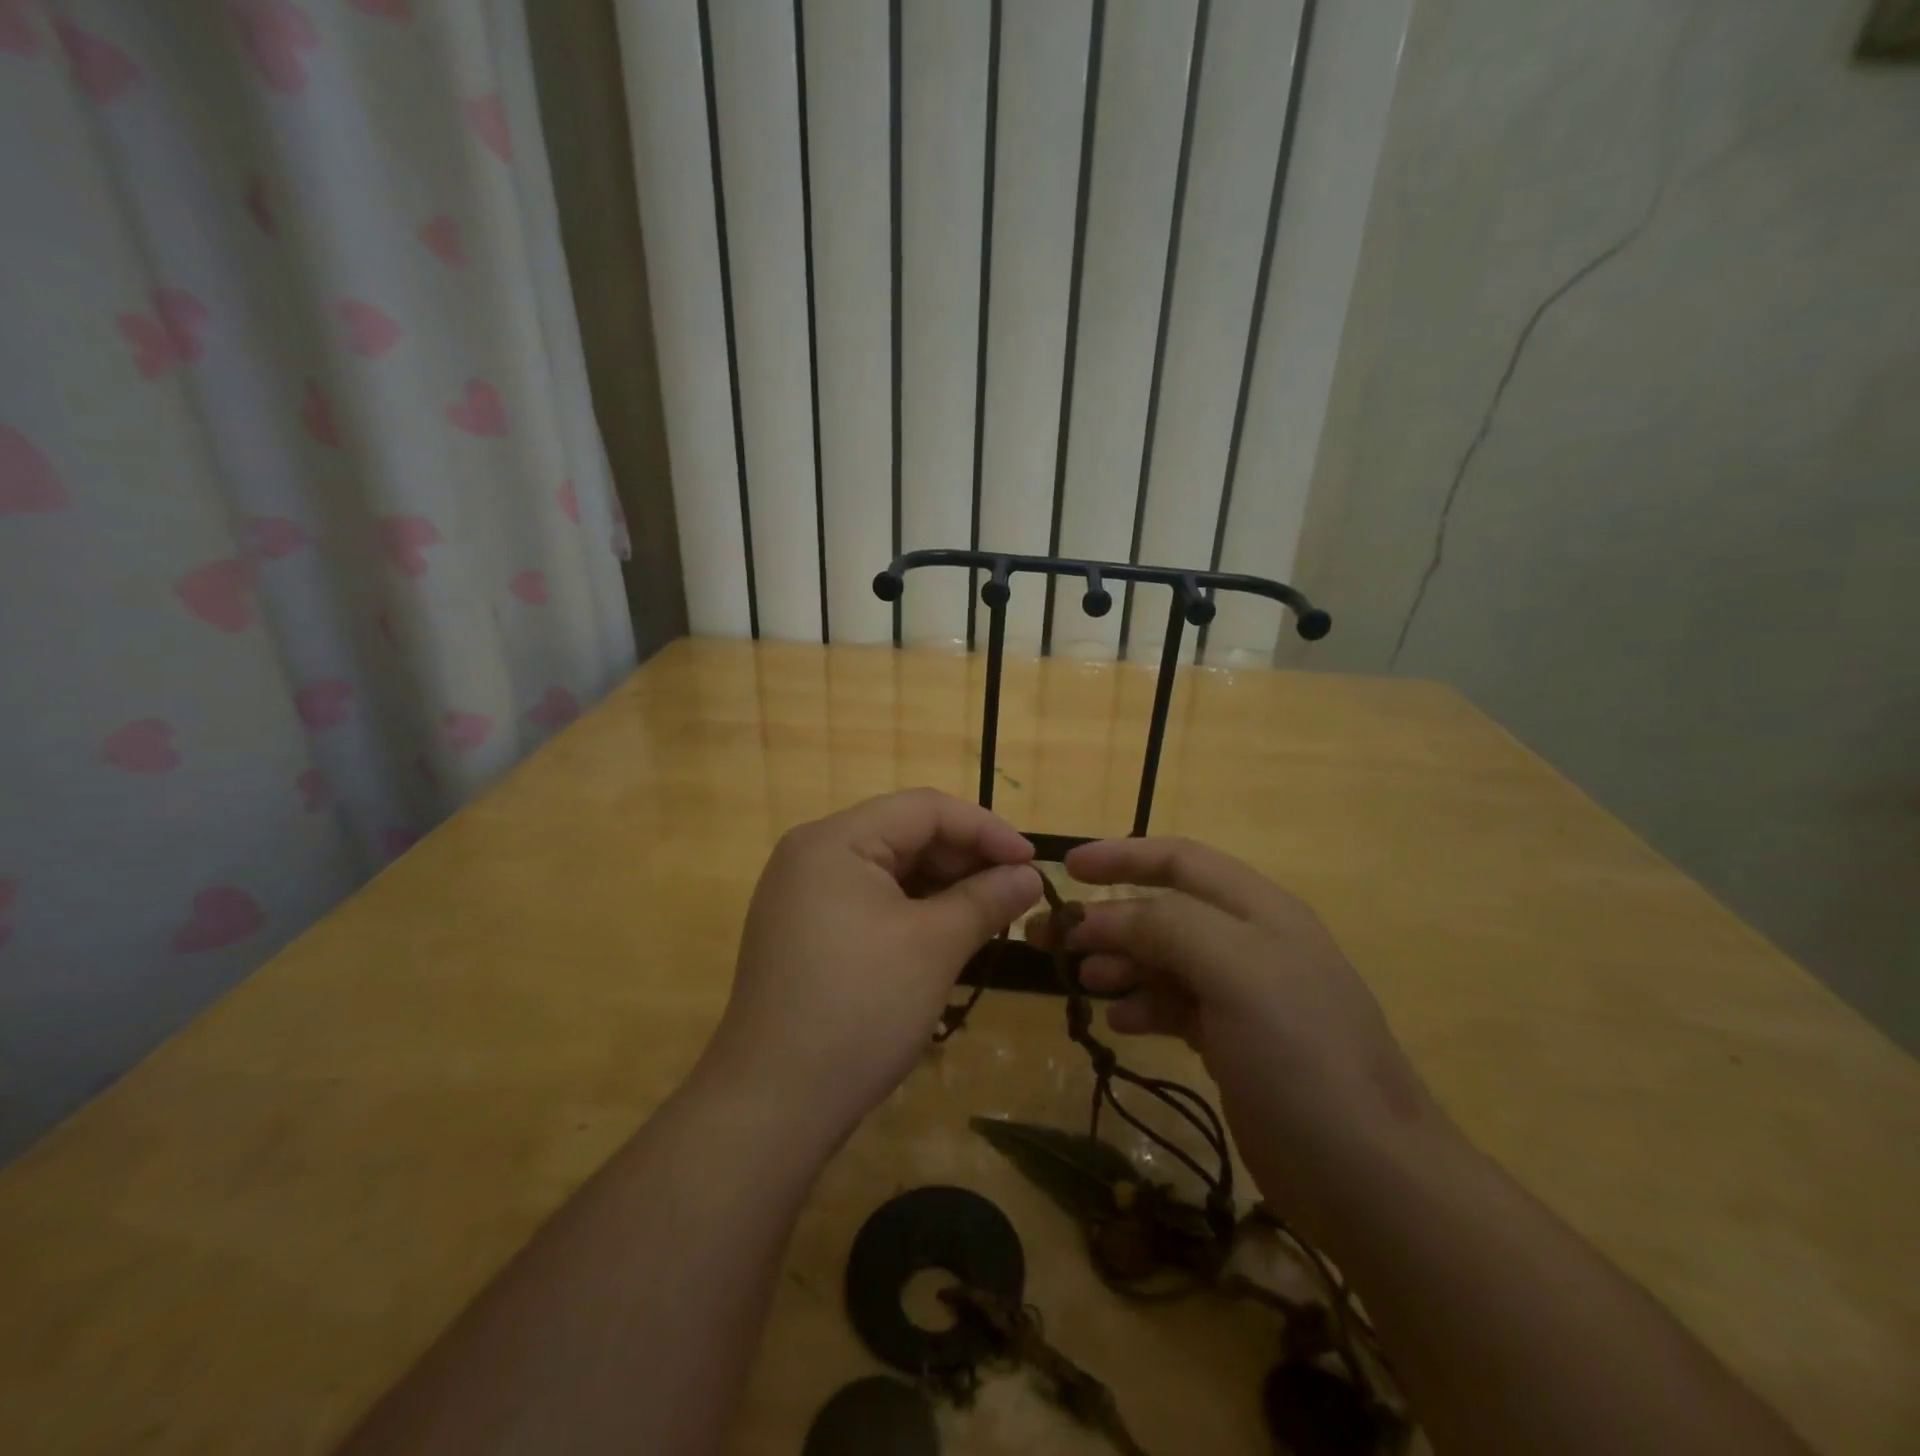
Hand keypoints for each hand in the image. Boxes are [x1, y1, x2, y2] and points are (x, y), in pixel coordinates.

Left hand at [702, 790, 1042, 1141]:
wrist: (772, 1106)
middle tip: (1015, 895)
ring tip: (990, 918)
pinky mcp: (805, 933)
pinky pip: (870, 903)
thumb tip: (1030, 875)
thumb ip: (986, 899)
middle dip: (965, 861)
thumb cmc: (860, 1009)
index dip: (986, 829)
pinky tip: (947, 938)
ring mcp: (803, 896)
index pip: (924, 809)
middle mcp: (813, 855)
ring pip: (890, 872)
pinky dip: (913, 913)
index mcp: (835, 840)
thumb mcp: (934, 946)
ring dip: (943, 889)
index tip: (1033, 864)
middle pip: (905, 835)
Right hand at [1057, 837, 1454, 1241]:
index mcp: (1259, 911)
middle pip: (1163, 911)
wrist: (1368, 1178)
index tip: (1067, 868)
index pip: (1181, 860)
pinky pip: (1174, 1006)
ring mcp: (1244, 996)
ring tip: (1081, 980)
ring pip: (1164, 960)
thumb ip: (1166, 926)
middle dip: (1106, 918)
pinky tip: (1120, 1022)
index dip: (1123, 856)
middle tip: (1049, 937)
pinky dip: (1142, 1005)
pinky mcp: (1235, 1043)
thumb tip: (1099, 917)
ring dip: (1118, 962)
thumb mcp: (1236, 971)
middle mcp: (1250, 944)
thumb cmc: (1301, 1056)